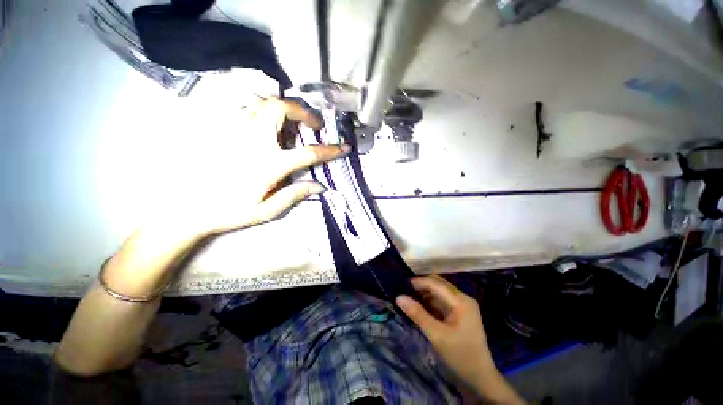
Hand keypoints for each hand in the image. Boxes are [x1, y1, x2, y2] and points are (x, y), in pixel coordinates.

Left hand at [105, 97, 348, 296]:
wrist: (187, 209)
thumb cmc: (230, 212)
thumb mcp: (268, 210)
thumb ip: (296, 194)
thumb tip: (321, 187)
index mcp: (268, 164)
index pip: (308, 152)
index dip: (330, 149)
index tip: (344, 147)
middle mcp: (253, 140)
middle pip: (280, 108)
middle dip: (302, 111)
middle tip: (313, 124)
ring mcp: (234, 131)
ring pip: (262, 103)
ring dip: (283, 110)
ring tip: (292, 125)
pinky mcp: (221, 130)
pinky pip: (246, 110)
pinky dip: (263, 112)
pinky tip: (267, 127)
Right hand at [397, 276, 524, 403]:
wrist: (479, 380)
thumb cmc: (460, 356)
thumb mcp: (436, 335)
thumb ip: (418, 314)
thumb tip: (399, 297)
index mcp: (461, 301)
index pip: (436, 283)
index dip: (419, 282)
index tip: (401, 283)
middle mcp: (462, 298)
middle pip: (438, 285)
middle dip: (421, 286)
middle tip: (403, 290)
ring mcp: (461, 306)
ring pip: (438, 293)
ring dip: (424, 294)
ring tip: (407, 297)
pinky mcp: (458, 313)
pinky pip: (440, 302)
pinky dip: (429, 302)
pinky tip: (417, 306)